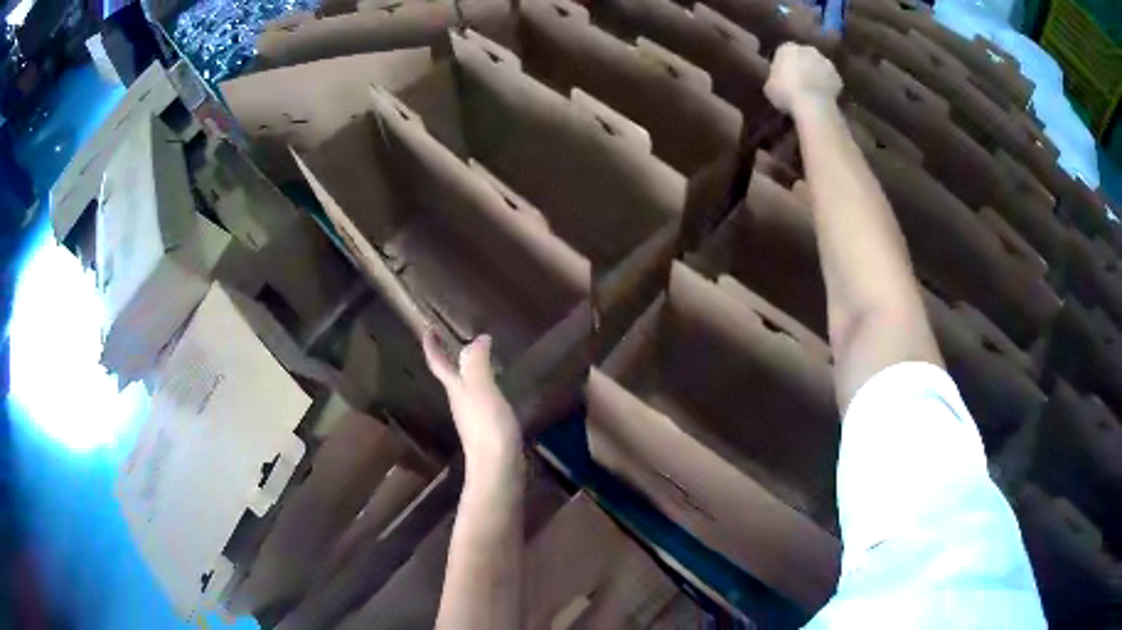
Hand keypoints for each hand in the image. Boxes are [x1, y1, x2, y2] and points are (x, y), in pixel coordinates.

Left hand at [423, 330, 522, 477]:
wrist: (497, 468)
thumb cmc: (488, 427)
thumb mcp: (482, 390)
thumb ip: (477, 364)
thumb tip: (477, 339)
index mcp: (456, 390)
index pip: (439, 363)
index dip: (432, 346)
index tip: (428, 329)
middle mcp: (460, 402)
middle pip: (450, 376)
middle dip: (448, 357)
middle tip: (452, 339)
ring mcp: (473, 417)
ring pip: (465, 388)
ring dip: (467, 371)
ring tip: (478, 358)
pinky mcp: (488, 429)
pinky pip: (481, 400)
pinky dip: (484, 387)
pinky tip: (495, 389)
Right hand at [764, 43, 842, 113]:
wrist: (812, 104)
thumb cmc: (785, 92)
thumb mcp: (770, 85)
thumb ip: (776, 77)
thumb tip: (779, 80)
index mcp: (787, 48)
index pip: (785, 52)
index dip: (785, 64)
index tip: (784, 76)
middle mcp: (807, 49)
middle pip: (805, 56)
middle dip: (803, 66)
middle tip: (799, 82)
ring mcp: (825, 62)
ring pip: (820, 67)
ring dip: (817, 75)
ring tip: (813, 91)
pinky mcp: (838, 77)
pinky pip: (831, 80)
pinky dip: (828, 86)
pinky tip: (823, 97)